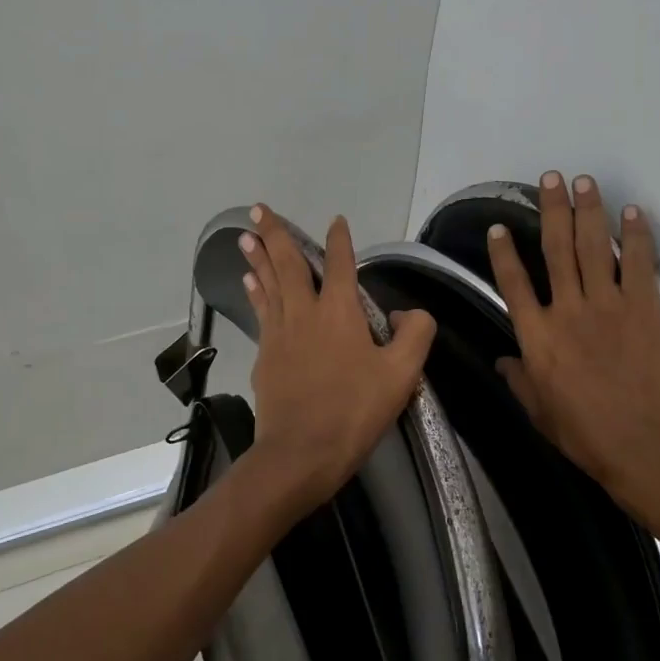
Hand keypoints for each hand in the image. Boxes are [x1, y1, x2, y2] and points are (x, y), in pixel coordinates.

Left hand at [238, 205, 436, 516]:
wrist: (300, 452)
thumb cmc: (354, 411)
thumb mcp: (402, 374)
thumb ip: (415, 334)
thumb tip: (406, 312)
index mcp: (339, 311)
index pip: (341, 264)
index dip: (339, 240)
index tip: (335, 220)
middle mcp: (304, 312)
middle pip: (288, 264)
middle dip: (274, 233)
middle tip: (257, 208)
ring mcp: (279, 333)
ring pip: (268, 284)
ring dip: (258, 258)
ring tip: (244, 236)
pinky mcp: (265, 356)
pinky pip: (261, 312)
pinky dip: (256, 292)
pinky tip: (250, 285)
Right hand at [485, 172, 659, 513]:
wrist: (646, 447)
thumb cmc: (586, 435)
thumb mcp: (540, 413)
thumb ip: (519, 380)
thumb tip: (501, 361)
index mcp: (537, 336)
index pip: (513, 283)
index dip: (504, 252)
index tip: (499, 227)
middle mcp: (567, 309)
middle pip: (556, 249)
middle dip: (552, 210)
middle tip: (550, 178)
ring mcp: (608, 305)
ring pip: (594, 246)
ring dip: (588, 210)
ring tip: (584, 181)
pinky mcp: (646, 308)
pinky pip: (638, 263)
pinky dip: (635, 235)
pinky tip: (632, 211)